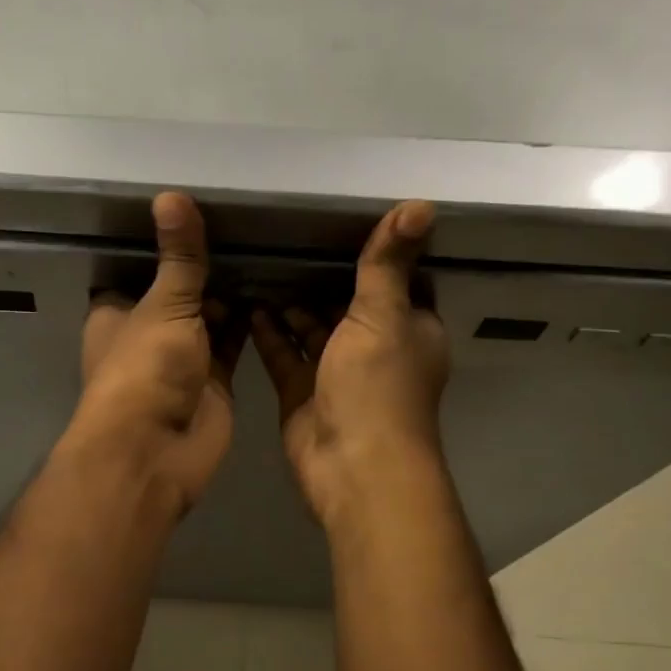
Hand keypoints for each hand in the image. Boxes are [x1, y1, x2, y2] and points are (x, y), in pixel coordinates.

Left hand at [67, 192, 245, 515]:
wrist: (157, 450)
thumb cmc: (145, 369)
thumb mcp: (162, 304)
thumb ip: (178, 256)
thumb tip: (171, 194)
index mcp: (117, 312)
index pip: (136, 269)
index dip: (160, 246)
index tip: (195, 211)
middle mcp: (147, 333)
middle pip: (178, 292)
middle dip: (205, 267)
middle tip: (248, 223)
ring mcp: (182, 358)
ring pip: (210, 316)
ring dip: (232, 291)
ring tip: (269, 245)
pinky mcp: (214, 379)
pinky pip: (234, 341)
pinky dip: (251, 320)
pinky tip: (277, 285)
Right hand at [250, 200, 449, 526]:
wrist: (351, 466)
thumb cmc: (377, 386)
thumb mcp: (384, 316)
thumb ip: (387, 263)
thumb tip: (422, 203)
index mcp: (409, 328)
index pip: (397, 281)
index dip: (375, 254)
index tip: (341, 220)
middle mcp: (375, 347)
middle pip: (347, 304)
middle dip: (322, 277)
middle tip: (285, 238)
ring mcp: (335, 372)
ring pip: (311, 329)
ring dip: (291, 304)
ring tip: (260, 265)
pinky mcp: (302, 392)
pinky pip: (284, 354)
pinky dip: (269, 332)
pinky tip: (249, 304)